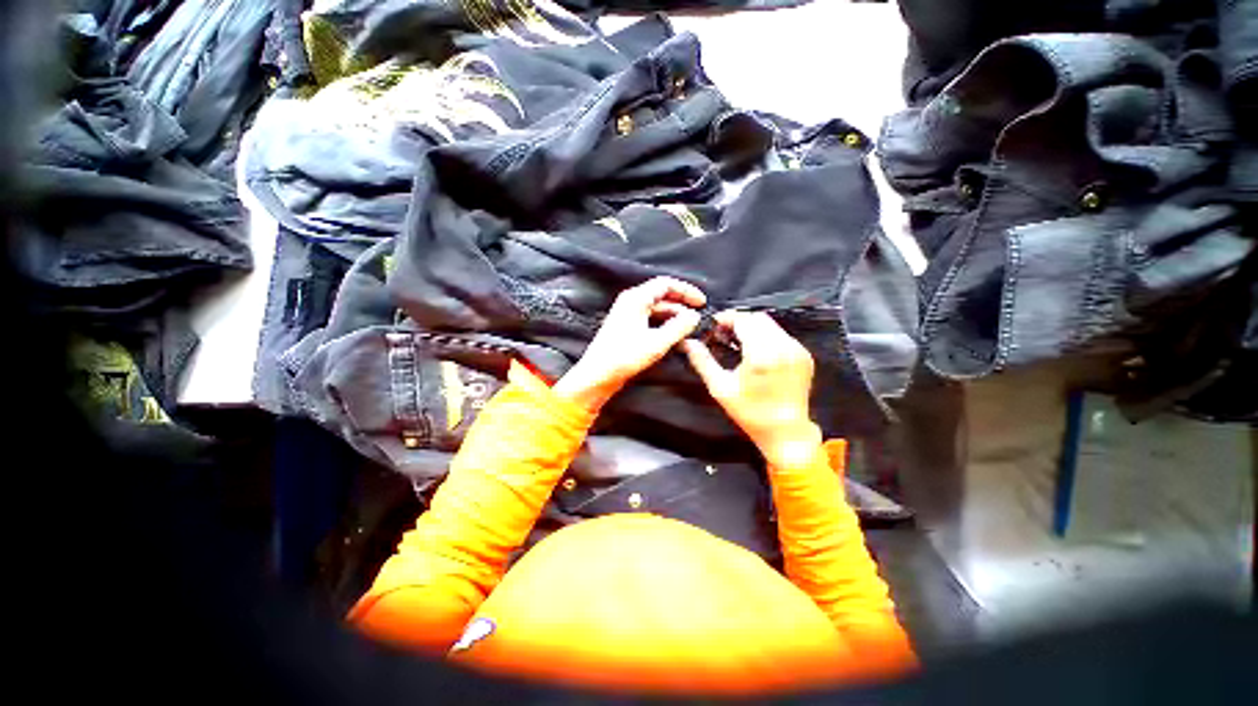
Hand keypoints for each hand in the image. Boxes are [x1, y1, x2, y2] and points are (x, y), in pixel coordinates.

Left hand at [554, 277, 705, 411]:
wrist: (598, 374)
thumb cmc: (624, 357)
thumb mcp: (657, 342)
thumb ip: (679, 327)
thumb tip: (694, 316)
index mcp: (636, 299)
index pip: (666, 284)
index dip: (686, 291)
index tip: (702, 302)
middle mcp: (631, 302)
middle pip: (662, 295)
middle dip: (682, 304)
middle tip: (698, 316)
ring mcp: (628, 315)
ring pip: (657, 309)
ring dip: (674, 317)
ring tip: (690, 329)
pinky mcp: (627, 327)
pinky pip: (651, 320)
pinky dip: (665, 325)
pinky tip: (675, 336)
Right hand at [681, 311, 821, 467]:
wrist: (786, 432)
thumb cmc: (749, 412)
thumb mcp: (720, 388)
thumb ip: (702, 361)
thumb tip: (687, 342)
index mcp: (762, 354)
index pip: (743, 320)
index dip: (726, 318)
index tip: (713, 325)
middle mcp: (783, 347)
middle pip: (758, 318)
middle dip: (738, 321)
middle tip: (722, 333)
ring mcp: (797, 350)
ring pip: (771, 324)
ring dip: (752, 327)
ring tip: (737, 342)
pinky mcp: (805, 355)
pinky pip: (782, 335)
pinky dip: (766, 336)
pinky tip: (755, 350)